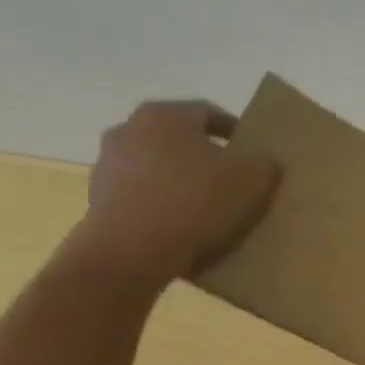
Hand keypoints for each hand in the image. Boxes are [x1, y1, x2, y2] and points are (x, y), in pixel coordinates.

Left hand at [73, 100, 279, 284]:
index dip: (236, 131)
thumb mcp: (252, 181)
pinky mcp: (99, 196)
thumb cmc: (195, 203)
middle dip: (206, 155)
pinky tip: (184, 226)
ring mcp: (108, 162)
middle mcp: (130, 128)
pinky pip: (143, 193)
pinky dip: (163, 202)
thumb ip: (265, 164)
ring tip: (209, 207)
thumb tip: (264, 162)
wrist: (132, 251)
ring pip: (159, 165)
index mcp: (166, 115)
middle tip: (233, 178)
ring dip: (182, 179)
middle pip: (179, 138)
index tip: (253, 151)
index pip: (209, 113)